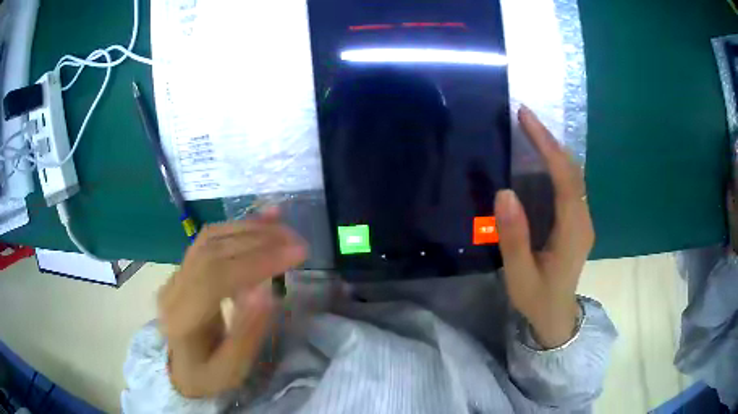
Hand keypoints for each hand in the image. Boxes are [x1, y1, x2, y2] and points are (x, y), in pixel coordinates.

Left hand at [157, 210, 305, 396]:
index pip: (215, 278)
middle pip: (213, 251)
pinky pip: (210, 239)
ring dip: (251, 229)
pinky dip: (239, 226)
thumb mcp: (232, 370)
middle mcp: (173, 289)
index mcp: (182, 320)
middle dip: (259, 241)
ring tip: (285, 231)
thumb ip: (247, 334)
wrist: (181, 368)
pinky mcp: (184, 267)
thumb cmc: (208, 375)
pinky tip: (263, 219)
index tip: (296, 254)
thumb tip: (268, 294)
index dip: (256, 261)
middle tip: (298, 242)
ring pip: (212, 238)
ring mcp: (176, 274)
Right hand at [495, 107, 593, 347]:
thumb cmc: (537, 298)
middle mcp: (583, 220)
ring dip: (554, 149)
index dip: (547, 146)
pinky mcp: (577, 222)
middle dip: (550, 140)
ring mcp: (583, 220)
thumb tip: (504, 192)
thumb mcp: (520, 275)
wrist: (557, 316)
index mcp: (572, 232)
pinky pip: (570, 185)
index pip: (565, 179)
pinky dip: (556, 164)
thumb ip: (514, 237)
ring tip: (530, 130)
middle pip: (573, 171)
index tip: (527, 119)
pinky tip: (541, 158)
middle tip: (524, 117)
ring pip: (574, 175)